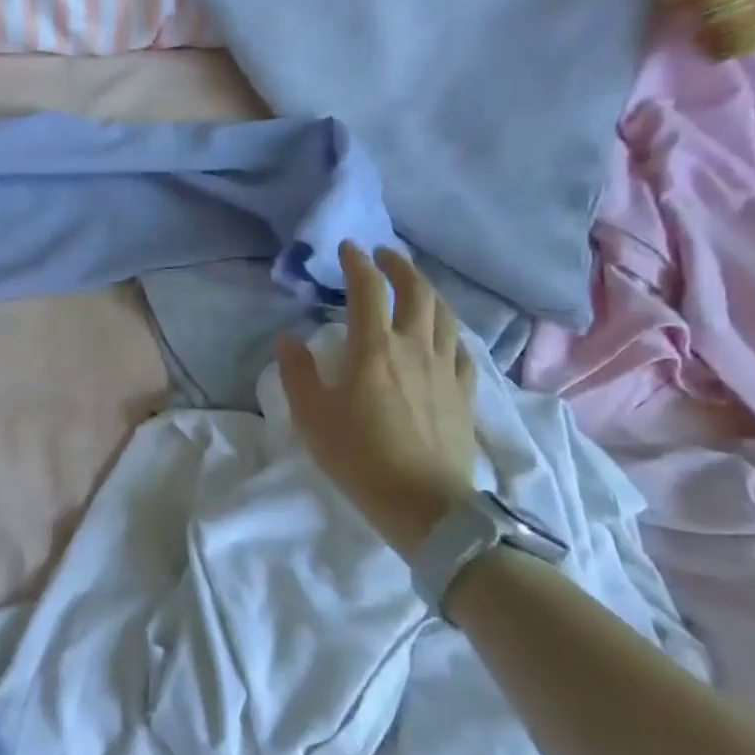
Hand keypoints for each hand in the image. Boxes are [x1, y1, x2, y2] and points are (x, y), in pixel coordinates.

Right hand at [276, 244, 478, 555]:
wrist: (425, 506)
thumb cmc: (359, 457)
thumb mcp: (312, 415)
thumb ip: (298, 372)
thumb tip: (289, 339)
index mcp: (375, 347)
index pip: (369, 289)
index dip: (358, 263)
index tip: (348, 248)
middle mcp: (415, 347)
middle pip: (417, 292)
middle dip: (400, 266)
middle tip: (385, 255)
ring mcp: (446, 370)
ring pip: (445, 315)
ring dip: (429, 291)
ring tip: (415, 285)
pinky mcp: (465, 394)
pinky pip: (462, 350)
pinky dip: (450, 331)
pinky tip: (444, 335)